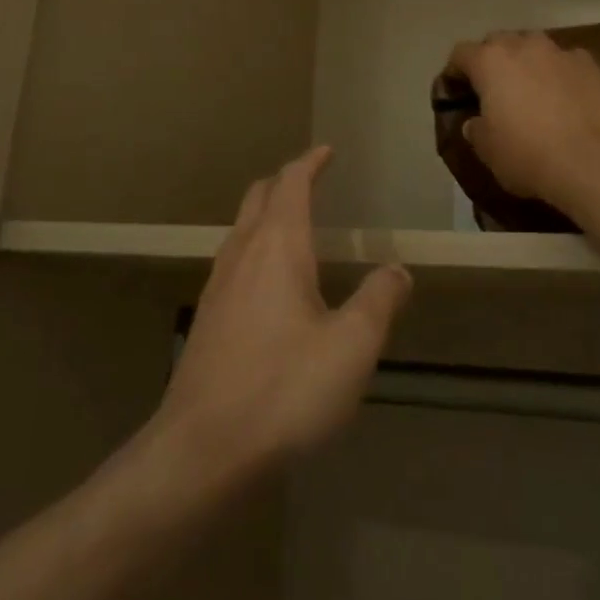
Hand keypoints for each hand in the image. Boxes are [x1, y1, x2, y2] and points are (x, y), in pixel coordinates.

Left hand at [154, 147, 411, 485]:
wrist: (203, 448)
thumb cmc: (284, 389)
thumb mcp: (351, 346)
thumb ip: (379, 301)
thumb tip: (397, 270)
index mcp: (277, 248)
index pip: (291, 185)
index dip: (310, 163)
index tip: (327, 151)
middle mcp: (242, 256)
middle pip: (258, 199)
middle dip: (284, 182)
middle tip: (311, 179)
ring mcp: (217, 288)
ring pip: (241, 230)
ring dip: (266, 214)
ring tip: (293, 224)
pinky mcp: (207, 320)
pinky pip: (234, 262)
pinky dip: (255, 248)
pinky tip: (269, 283)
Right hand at [446, 31, 599, 204]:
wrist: (587, 163)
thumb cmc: (525, 155)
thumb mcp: (486, 149)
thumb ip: (476, 128)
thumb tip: (476, 122)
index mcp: (489, 62)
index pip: (461, 53)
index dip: (455, 71)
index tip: (456, 90)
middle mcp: (523, 46)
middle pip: (499, 41)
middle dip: (492, 60)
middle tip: (494, 88)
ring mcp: (560, 52)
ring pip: (535, 46)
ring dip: (527, 61)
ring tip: (530, 88)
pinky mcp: (590, 65)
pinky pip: (567, 61)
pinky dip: (560, 72)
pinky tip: (564, 95)